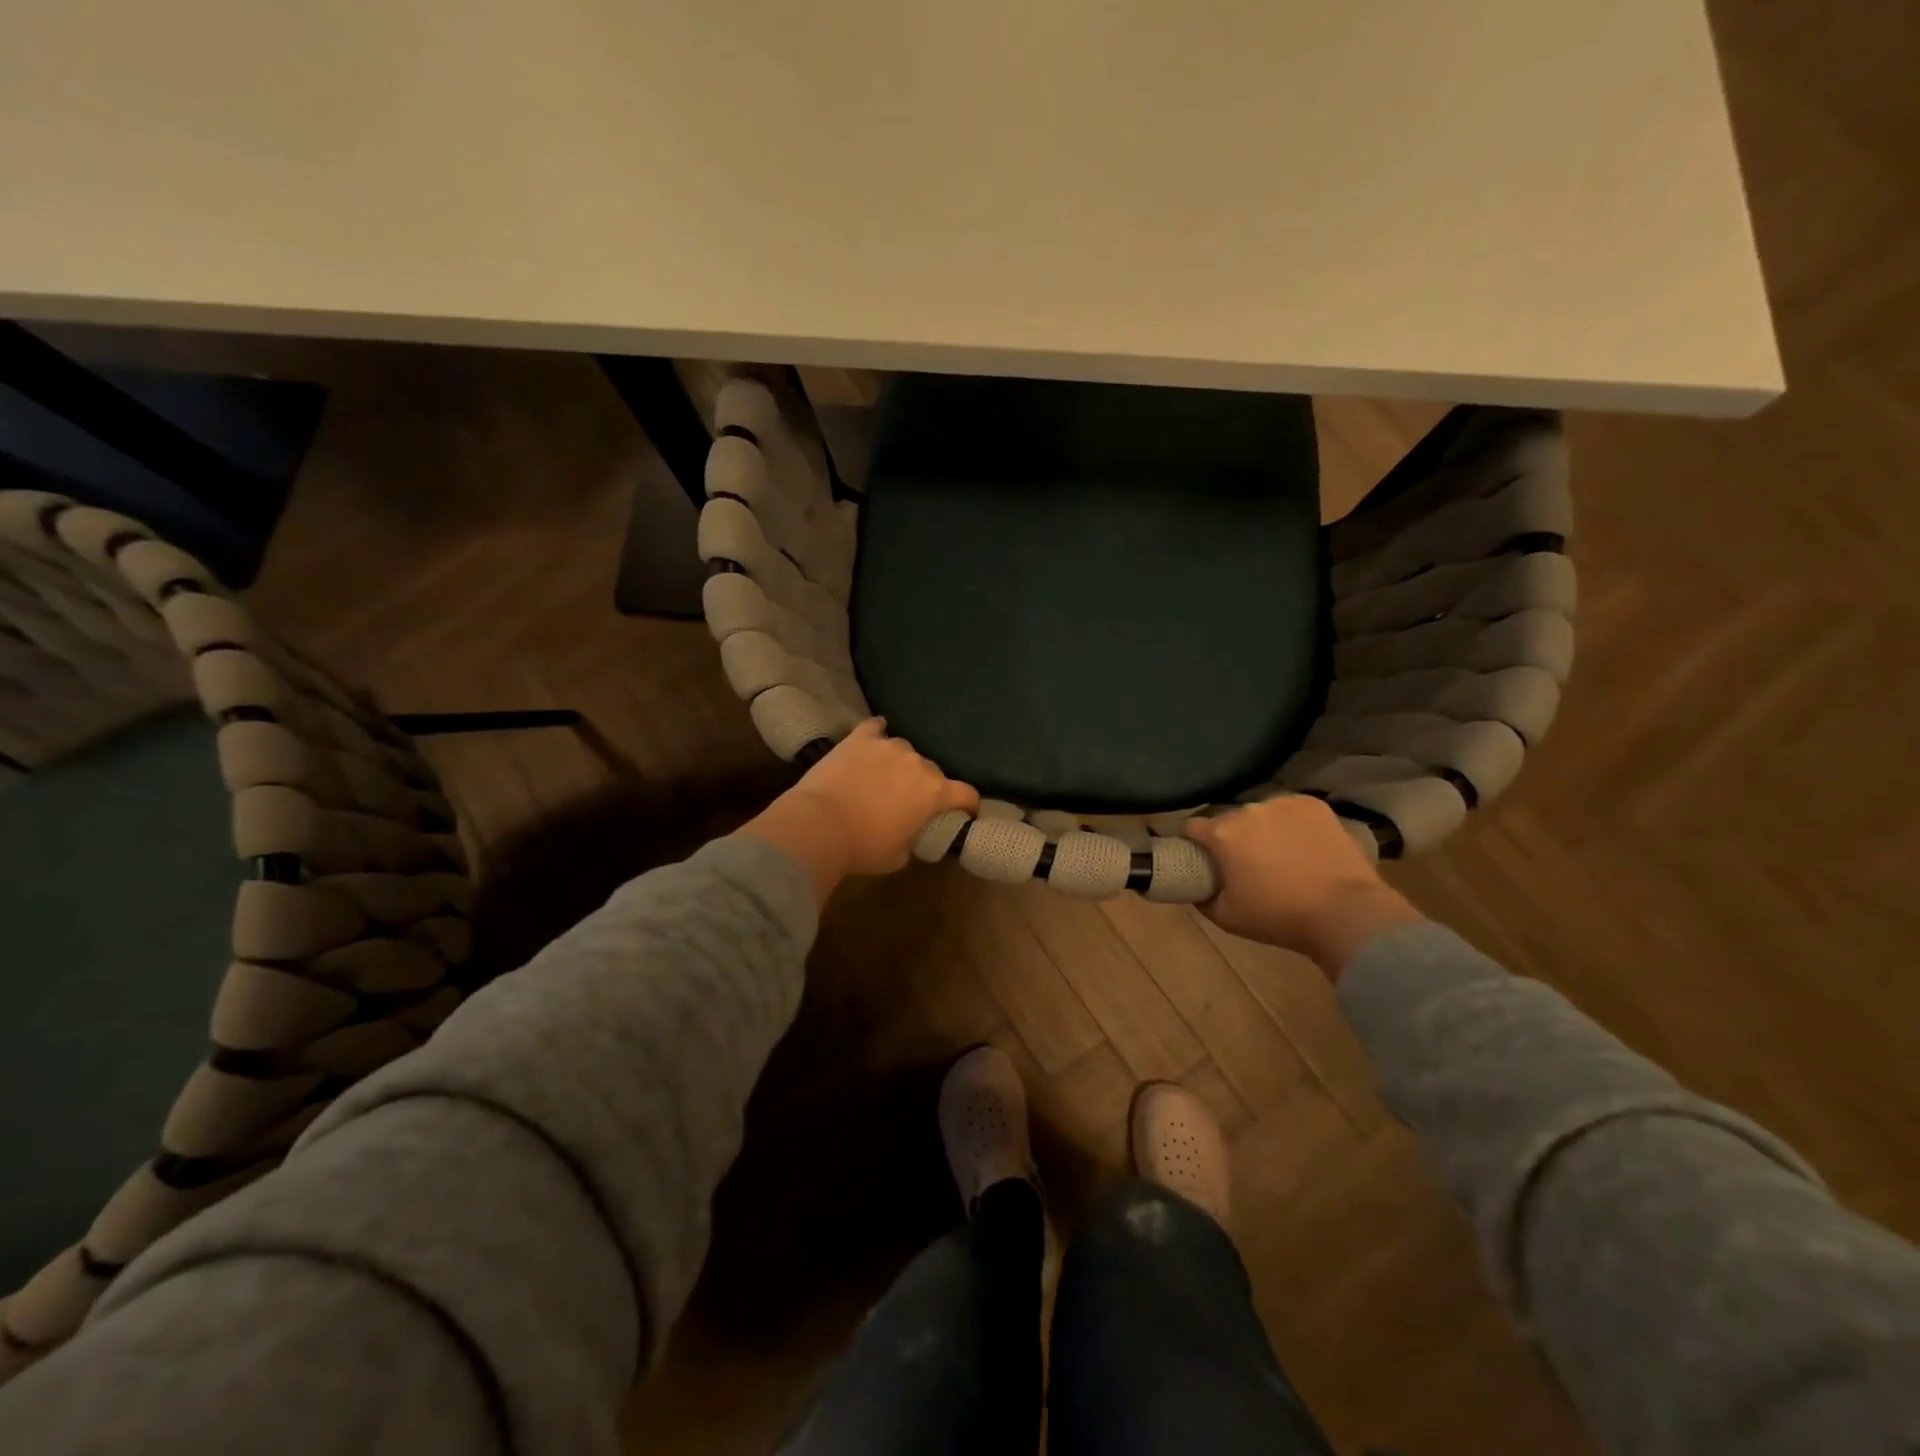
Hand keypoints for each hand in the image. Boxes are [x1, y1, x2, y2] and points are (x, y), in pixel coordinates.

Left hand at [738, 720, 978, 900]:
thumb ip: (913, 838)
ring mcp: (888, 747)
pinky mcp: (859, 739)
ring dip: (899, 763)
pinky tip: (875, 734)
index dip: (969, 803)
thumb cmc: (864, 847)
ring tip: (884, 776)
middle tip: (910, 800)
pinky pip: (874, 728)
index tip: (966, 810)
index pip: (966, 793)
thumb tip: (910, 831)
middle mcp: (917, 763)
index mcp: (934, 793)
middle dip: (926, 785)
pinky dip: (876, 732)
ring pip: (904, 750)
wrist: (820, 825)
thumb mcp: (899, 855)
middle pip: (932, 771)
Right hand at [1184, 795, 1422, 978]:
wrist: (1345, 911)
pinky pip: (1292, 810)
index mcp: (1222, 833)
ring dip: (1262, 829)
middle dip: (1232, 837)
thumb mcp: (1227, 918)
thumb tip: (1197, 888)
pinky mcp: (1314, 805)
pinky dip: (1293, 823)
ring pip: (1262, 813)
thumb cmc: (1279, 916)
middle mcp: (1248, 810)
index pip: (1191, 826)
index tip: (1201, 857)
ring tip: (1280, 854)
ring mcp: (1283, 803)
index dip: (1193, 842)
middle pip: (1229, 819)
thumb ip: (1203, 898)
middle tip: (1246, 863)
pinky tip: (1304, 844)